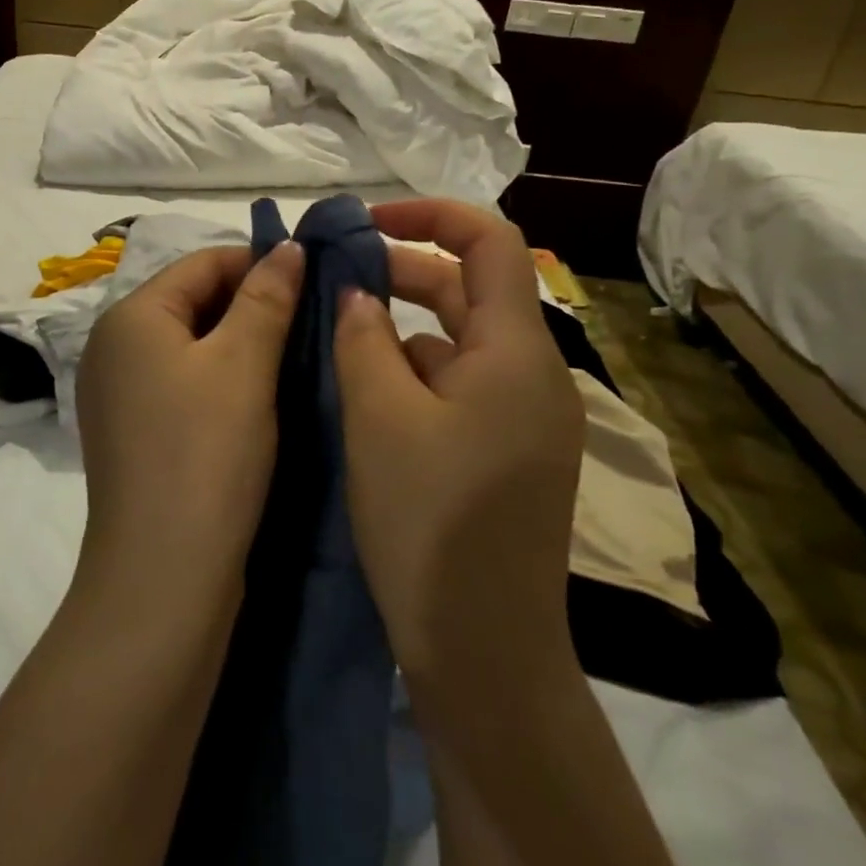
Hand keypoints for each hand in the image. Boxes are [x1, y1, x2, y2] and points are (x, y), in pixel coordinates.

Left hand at [75, 242, 304, 608]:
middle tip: (312, 325)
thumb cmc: (206, 454)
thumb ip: (267, 297)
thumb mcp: (244, 364)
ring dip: (242, 345)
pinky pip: (182, 383)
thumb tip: (287, 246)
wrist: (163, 575)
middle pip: (193, 301)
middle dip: (253, 306)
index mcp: (131, 317)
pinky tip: (259, 400)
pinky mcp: (133, 432)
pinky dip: (221, 380)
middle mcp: (113, 347)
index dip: (260, 264)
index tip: (315, 282)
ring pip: (192, 345)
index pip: (203, 262)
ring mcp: (118, 393)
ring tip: (294, 359)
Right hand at [332, 199, 583, 685]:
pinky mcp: (507, 452)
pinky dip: (413, 371)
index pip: (489, 241)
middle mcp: (533, 374)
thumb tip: (356, 294)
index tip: (364, 224)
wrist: (484, 651)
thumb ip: (362, 338)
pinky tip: (365, 390)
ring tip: (337, 331)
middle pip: (470, 289)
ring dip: (403, 325)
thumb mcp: (378, 417)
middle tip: (332, 277)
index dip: (428, 214)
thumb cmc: (429, 523)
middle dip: (402, 271)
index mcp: (516, 352)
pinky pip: (459, 385)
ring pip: (459, 341)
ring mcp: (524, 417)